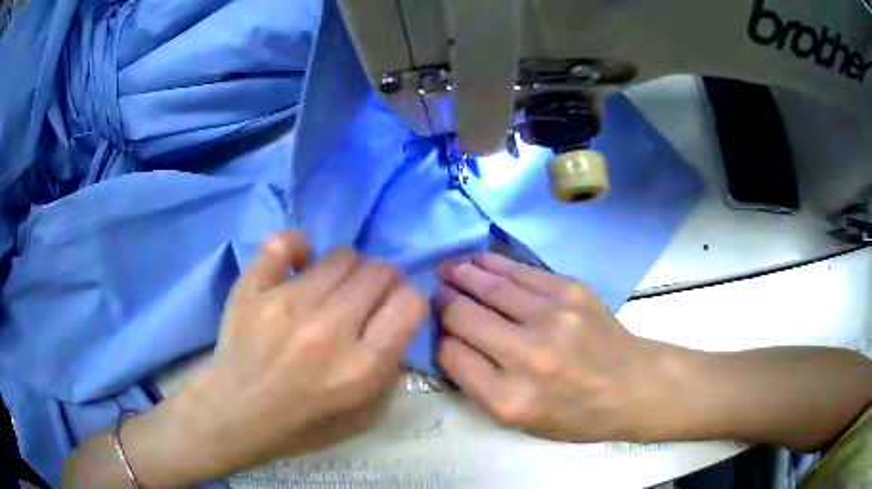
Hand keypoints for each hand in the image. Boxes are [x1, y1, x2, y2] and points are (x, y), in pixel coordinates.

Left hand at [143, 231, 426, 482]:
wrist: (233, 414)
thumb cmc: (299, 424)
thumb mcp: (362, 416)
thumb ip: (389, 370)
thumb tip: (395, 323)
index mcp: (360, 368)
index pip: (409, 303)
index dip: (408, 302)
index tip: (393, 311)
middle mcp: (328, 330)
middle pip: (380, 272)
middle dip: (383, 282)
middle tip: (364, 299)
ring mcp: (286, 303)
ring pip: (341, 256)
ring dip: (347, 269)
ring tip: (331, 288)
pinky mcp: (252, 288)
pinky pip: (285, 242)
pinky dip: (299, 246)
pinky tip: (299, 263)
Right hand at [435, 253, 674, 442]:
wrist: (633, 386)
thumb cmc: (576, 414)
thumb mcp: (521, 422)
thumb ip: (479, 385)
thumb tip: (449, 341)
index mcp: (510, 400)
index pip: (451, 356)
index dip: (439, 338)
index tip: (440, 330)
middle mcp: (528, 357)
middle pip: (464, 317)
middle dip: (443, 302)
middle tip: (435, 292)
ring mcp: (552, 318)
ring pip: (490, 288)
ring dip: (462, 275)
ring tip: (446, 268)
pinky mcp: (571, 291)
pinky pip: (521, 272)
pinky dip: (494, 265)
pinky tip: (478, 261)